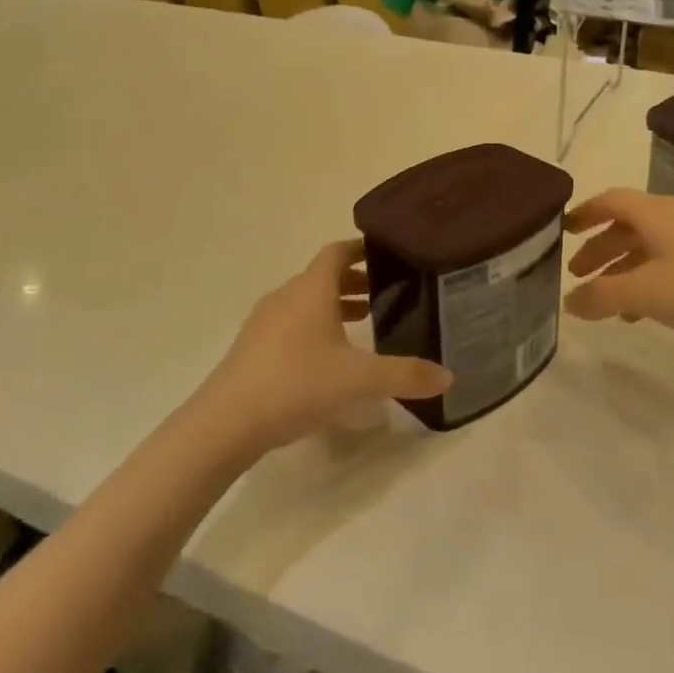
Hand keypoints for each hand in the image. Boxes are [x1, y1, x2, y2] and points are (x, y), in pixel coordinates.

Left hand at [188, 241, 450, 459]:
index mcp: (311, 290)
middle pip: (322, 276)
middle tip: (386, 295)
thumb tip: (448, 376)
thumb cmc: (296, 384)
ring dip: (334, 306)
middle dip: (354, 282)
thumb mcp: (359, 380)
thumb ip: (405, 376)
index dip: (361, 249)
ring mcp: (264, 322)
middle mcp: (286, 297)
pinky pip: (291, 324)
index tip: (387, 254)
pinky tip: (328, 359)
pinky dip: (314, 327)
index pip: (337, 252)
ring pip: (305, 302)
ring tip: (363, 325)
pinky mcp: (252, 348)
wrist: (225, 423)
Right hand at [564, 188, 673, 354]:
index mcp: (656, 214)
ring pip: (649, 248)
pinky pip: (670, 264)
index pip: (610, 201)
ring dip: (623, 269)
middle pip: (628, 226)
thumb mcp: (646, 293)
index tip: (562, 231)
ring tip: (605, 302)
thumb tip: (569, 301)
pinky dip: (648, 281)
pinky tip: (644, 313)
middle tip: (577, 274)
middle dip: (599, 248)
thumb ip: (602, 295)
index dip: (584, 213)